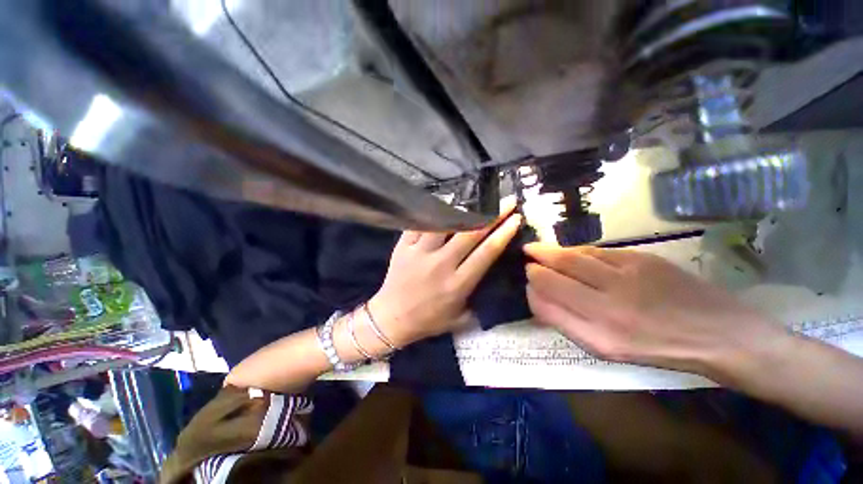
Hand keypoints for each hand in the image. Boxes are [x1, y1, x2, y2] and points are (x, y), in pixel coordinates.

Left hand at [369, 210, 522, 346]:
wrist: (392, 318)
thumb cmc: (428, 320)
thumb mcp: (460, 318)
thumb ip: (478, 299)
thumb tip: (493, 278)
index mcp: (458, 284)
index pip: (486, 253)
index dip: (503, 233)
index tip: (515, 218)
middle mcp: (441, 264)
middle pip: (470, 233)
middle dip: (492, 215)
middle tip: (505, 201)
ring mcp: (420, 253)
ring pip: (444, 223)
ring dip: (463, 209)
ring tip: (476, 199)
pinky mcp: (403, 246)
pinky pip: (420, 223)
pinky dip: (433, 211)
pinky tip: (445, 203)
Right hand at [524, 243, 785, 376]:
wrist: (721, 335)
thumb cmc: (659, 349)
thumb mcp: (607, 350)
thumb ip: (567, 322)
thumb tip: (539, 297)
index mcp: (598, 335)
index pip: (545, 302)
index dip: (531, 290)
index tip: (528, 284)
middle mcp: (608, 306)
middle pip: (554, 273)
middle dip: (534, 263)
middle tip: (526, 255)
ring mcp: (626, 278)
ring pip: (572, 257)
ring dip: (550, 251)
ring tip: (538, 249)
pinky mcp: (642, 259)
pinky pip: (595, 251)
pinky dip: (576, 250)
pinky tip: (572, 252)